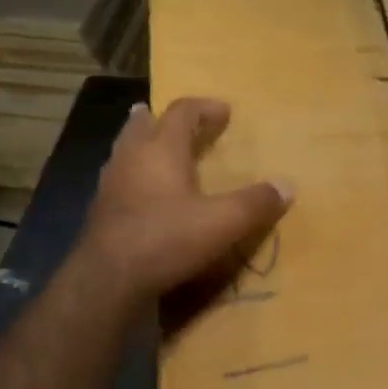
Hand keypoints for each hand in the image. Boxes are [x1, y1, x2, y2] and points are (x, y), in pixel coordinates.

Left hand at [78, 97, 290, 297]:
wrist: (108, 280)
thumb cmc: (168, 239)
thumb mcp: (224, 222)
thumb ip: (256, 203)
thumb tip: (287, 186)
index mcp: (161, 150)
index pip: (182, 113)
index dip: (204, 108)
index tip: (224, 111)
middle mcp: (131, 158)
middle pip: (143, 125)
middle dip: (161, 119)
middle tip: (176, 121)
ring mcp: (110, 185)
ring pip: (126, 152)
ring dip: (144, 146)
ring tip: (158, 152)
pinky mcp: (101, 213)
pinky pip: (120, 181)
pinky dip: (136, 177)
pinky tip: (146, 196)